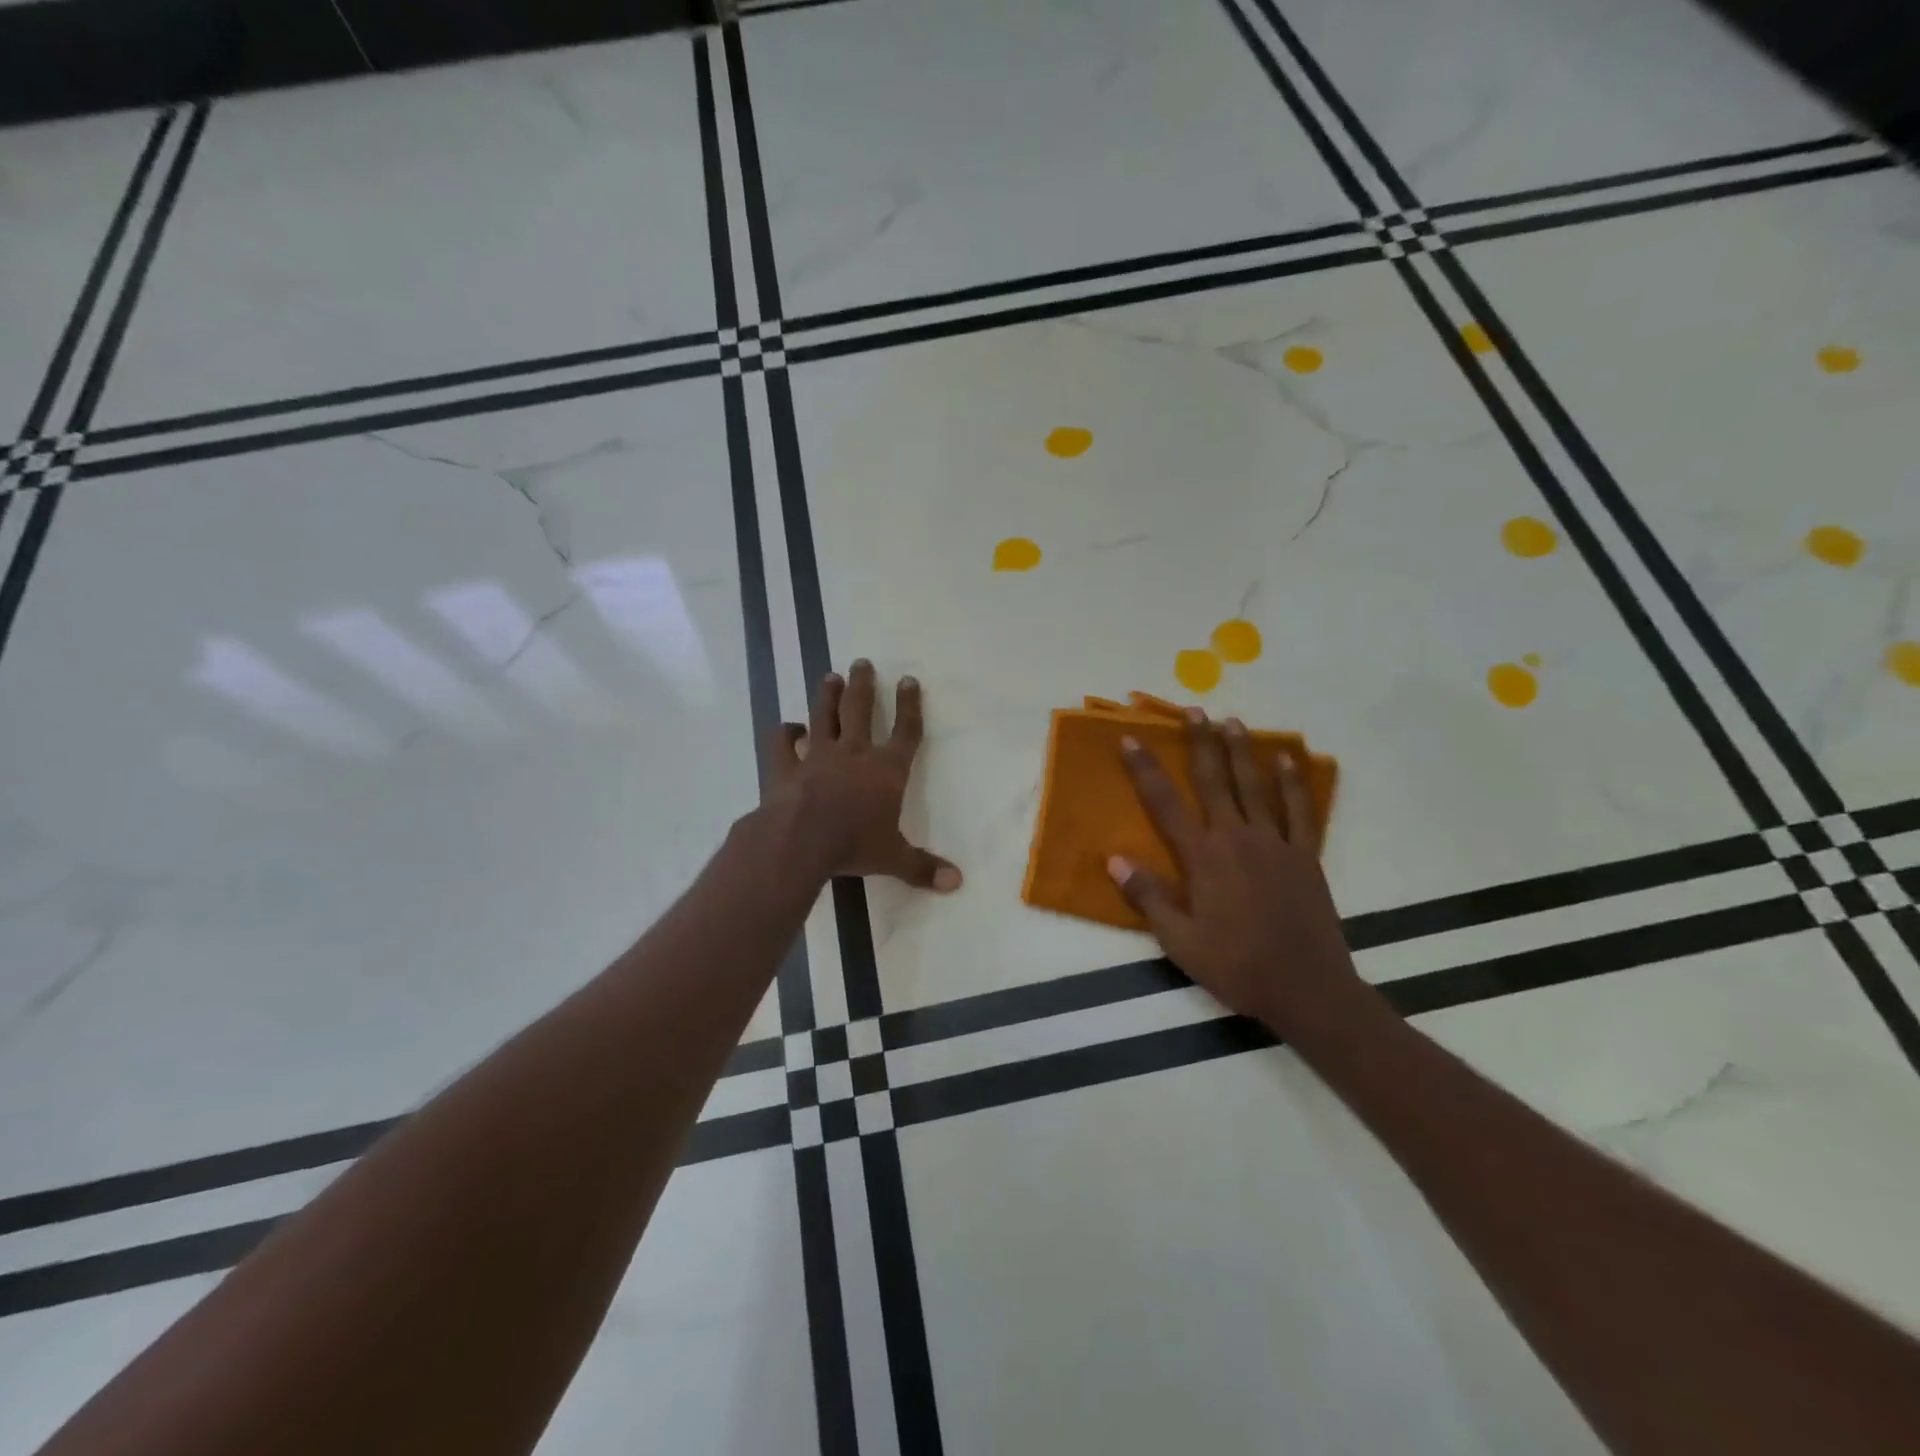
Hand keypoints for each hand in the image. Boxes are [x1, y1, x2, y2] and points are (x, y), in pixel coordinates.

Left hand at [762, 659, 961, 891]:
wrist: (800, 841)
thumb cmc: (854, 845)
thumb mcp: (894, 858)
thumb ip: (923, 867)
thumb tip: (957, 883)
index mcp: (886, 770)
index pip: (905, 731)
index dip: (910, 705)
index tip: (909, 680)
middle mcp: (854, 753)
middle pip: (860, 710)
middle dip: (863, 685)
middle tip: (862, 662)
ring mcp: (817, 756)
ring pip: (823, 716)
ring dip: (827, 696)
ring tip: (830, 677)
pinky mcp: (786, 767)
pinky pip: (783, 744)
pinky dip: (784, 733)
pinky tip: (787, 728)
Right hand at [1109, 710, 1358, 1036]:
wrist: (1307, 988)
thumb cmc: (1237, 966)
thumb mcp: (1180, 942)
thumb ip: (1148, 897)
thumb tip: (1114, 859)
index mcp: (1202, 858)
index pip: (1164, 804)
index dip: (1145, 769)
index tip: (1130, 739)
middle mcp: (1237, 838)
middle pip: (1213, 780)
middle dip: (1200, 743)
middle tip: (1192, 710)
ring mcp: (1275, 843)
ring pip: (1254, 786)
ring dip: (1241, 751)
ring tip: (1231, 721)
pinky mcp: (1305, 855)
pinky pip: (1300, 810)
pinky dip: (1294, 783)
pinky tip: (1288, 760)